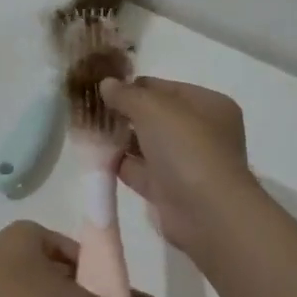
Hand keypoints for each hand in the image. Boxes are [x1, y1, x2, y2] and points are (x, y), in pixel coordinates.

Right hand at [100, 77, 264, 259]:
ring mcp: (187, 163)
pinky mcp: (170, 191)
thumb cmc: (186, 148)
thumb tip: (106, 83)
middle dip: (125, 113)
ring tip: (88, 131)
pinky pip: (140, 171)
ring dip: (120, 139)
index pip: (165, 88)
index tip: (104, 89)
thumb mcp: (152, 108)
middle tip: (93, 110)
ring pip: (147, 144)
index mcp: (208, 105)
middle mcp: (202, 132)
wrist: (206, 213)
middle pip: (156, 116)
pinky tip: (95, 156)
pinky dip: (120, 164)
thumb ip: (126, 94)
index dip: (135, 86)